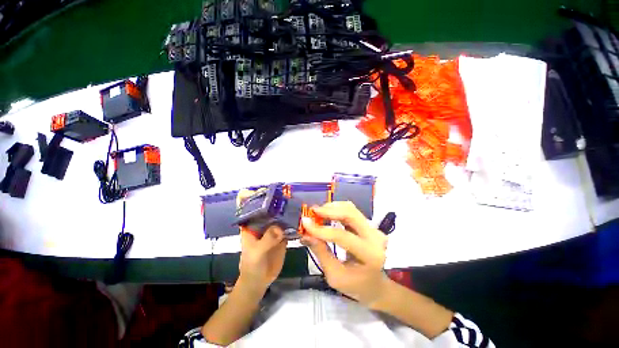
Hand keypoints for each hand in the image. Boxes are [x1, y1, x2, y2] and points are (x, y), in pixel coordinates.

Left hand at [237, 190, 287, 290]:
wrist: (260, 281)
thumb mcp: (256, 254)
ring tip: (297, 201)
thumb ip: (266, 240)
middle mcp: (262, 223)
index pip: (248, 205)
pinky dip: (294, 220)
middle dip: (275, 199)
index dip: (253, 195)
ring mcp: (273, 228)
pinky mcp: (282, 234)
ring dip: (286, 208)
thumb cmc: (251, 266)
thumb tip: (280, 227)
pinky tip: (302, 216)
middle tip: (287, 192)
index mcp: (250, 224)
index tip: (264, 189)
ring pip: (279, 214)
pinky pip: (289, 225)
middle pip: (267, 207)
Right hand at [300, 201, 388, 305]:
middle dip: (329, 210)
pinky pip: (352, 211)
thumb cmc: (356, 286)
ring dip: (332, 208)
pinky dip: (337, 209)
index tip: (304, 222)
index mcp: (369, 255)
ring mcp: (374, 229)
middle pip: (350, 214)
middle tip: (312, 211)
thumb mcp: (335, 276)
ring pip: (351, 209)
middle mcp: (375, 237)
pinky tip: (327, 214)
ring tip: (318, 212)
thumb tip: (306, 234)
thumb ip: (321, 252)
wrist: (377, 285)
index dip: (321, 229)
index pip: (342, 236)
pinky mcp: (369, 225)